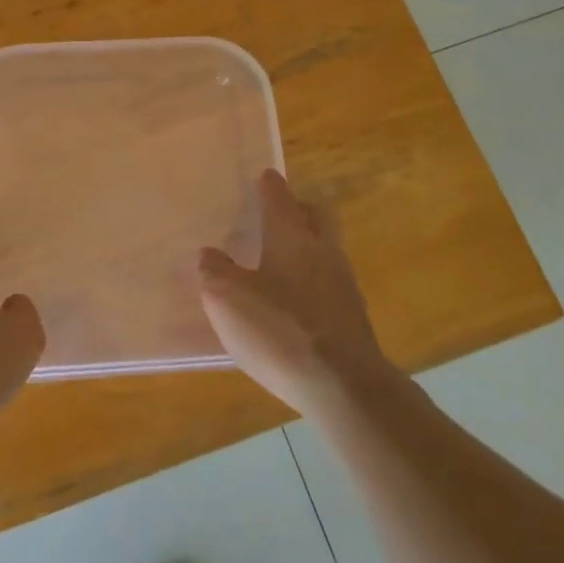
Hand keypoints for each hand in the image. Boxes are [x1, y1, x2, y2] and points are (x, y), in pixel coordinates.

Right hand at [198, 170, 387, 415]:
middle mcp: (323, 251)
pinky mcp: (352, 318)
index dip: (269, 186)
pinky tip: (294, 303)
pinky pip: (330, 283)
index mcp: (291, 237)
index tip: (264, 176)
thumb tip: (211, 254)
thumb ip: (214, 270)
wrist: (343, 386)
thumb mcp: (226, 298)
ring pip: (326, 249)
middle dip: (299, 208)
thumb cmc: (279, 330)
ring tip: (280, 260)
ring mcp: (344, 285)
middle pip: (316, 216)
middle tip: (278, 213)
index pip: (280, 198)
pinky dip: (312, 282)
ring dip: (307, 246)